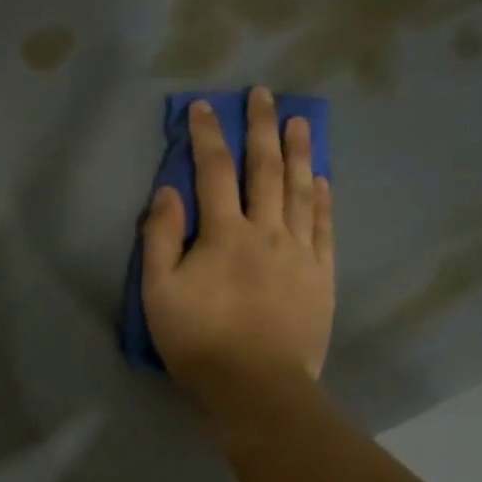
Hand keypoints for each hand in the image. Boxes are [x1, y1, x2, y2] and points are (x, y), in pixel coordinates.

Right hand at [142, 88, 334, 411]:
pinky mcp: (321, 275)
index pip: (214, 172)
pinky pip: (323, 226)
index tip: (205, 106)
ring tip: (300, 120)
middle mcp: (266, 231)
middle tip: (264, 94)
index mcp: (223, 234)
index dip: (207, 136)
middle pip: (265, 170)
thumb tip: (168, 192)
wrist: (256, 387)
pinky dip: (321, 198)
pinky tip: (321, 179)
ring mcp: (299, 252)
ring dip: (298, 152)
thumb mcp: (158, 293)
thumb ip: (159, 239)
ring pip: (299, 190)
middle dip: (261, 128)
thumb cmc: (198, 341)